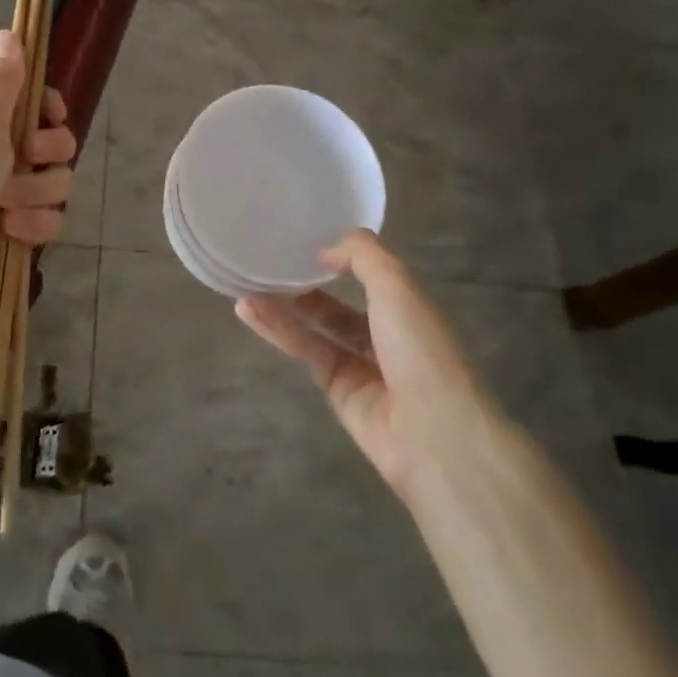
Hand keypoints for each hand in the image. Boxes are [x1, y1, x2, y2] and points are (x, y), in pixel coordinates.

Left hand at [0, 29, 75, 318]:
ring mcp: (6, 196)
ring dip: (34, 197)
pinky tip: (9, 232)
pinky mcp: (13, 232)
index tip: (52, 117)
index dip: (50, 112)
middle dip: (44, 157)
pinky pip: (48, 222)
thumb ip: (3, 81)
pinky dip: (33, 228)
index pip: (35, 105)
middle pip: (55, 147)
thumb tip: (8, 31)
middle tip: (19, 161)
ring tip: (2, 209)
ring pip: (56, 186)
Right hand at [236, 231, 486, 499]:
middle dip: (305, 286)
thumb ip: (362, 256)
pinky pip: (305, 351)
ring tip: (244, 286)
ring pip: (315, 328)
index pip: (371, 278)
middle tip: (267, 266)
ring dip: (282, 307)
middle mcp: (385, 335)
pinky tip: (249, 310)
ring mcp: (360, 365)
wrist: (432, 432)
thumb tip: (325, 251)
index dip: (341, 260)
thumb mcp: (397, 285)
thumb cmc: (421, 348)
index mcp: (409, 308)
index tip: (305, 244)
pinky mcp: (336, 389)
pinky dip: (277, 330)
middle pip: (338, 306)